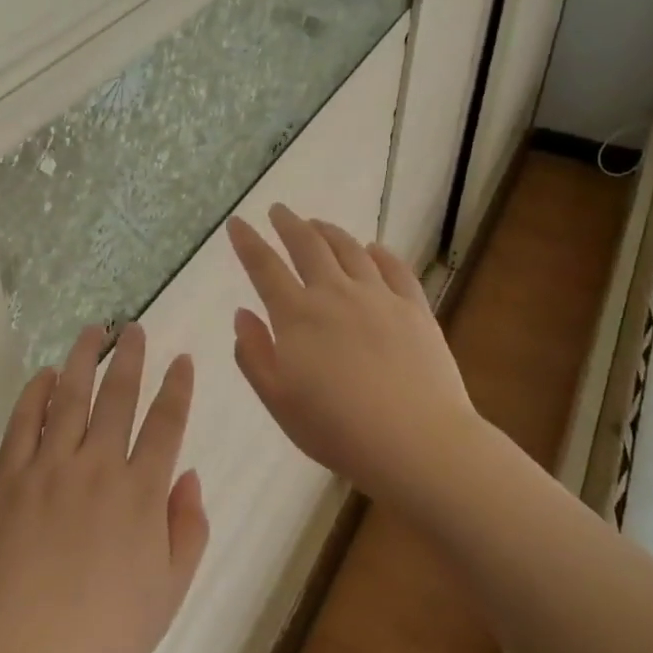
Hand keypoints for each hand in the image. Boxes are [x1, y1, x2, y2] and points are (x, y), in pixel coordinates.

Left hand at [0, 325, 208, 652]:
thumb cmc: (105, 636)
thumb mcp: (169, 593)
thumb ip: (188, 531)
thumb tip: (191, 478)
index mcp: (142, 493)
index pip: (166, 424)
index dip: (177, 388)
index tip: (182, 359)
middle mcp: (98, 467)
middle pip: (118, 396)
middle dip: (130, 357)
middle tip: (134, 327)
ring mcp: (49, 469)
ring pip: (70, 398)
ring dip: (82, 360)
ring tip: (90, 331)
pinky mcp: (8, 481)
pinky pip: (22, 425)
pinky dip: (33, 395)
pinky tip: (42, 376)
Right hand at [227, 204, 480, 510]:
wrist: (415, 442)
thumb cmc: (336, 429)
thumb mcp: (278, 400)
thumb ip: (254, 353)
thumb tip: (242, 314)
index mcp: (297, 315)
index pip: (264, 267)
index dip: (248, 242)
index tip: (237, 223)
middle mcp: (335, 294)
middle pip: (308, 246)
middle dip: (289, 224)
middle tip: (279, 210)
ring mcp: (379, 297)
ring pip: (350, 250)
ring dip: (329, 232)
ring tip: (318, 224)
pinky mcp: (414, 308)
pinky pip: (394, 268)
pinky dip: (379, 253)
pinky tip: (373, 249)